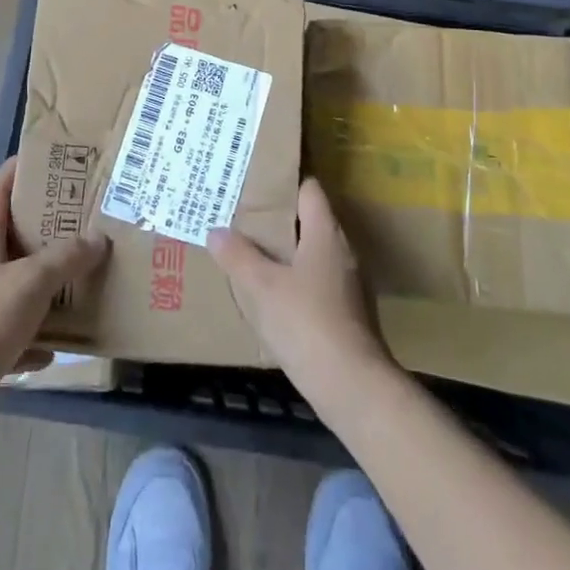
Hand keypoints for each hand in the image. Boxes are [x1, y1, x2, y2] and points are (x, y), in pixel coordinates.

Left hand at [0, 158, 109, 410]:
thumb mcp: (32, 281)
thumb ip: (66, 258)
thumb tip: (98, 239)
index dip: (17, 170)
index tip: (45, 159)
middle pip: (10, 237)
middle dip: (44, 227)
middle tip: (80, 218)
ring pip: (16, 284)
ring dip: (45, 283)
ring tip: (79, 278)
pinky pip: (15, 331)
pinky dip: (36, 335)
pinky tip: (59, 345)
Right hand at [208, 177, 391, 396]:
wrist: (353, 387)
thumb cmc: (307, 323)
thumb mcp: (261, 287)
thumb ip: (237, 256)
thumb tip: (216, 231)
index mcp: (326, 233)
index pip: (310, 189)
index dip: (285, 183)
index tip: (257, 184)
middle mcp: (343, 251)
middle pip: (311, 221)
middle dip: (280, 220)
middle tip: (245, 220)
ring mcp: (351, 284)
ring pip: (315, 254)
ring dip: (288, 253)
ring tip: (254, 256)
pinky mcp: (350, 313)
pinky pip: (319, 283)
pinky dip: (298, 282)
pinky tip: (276, 297)